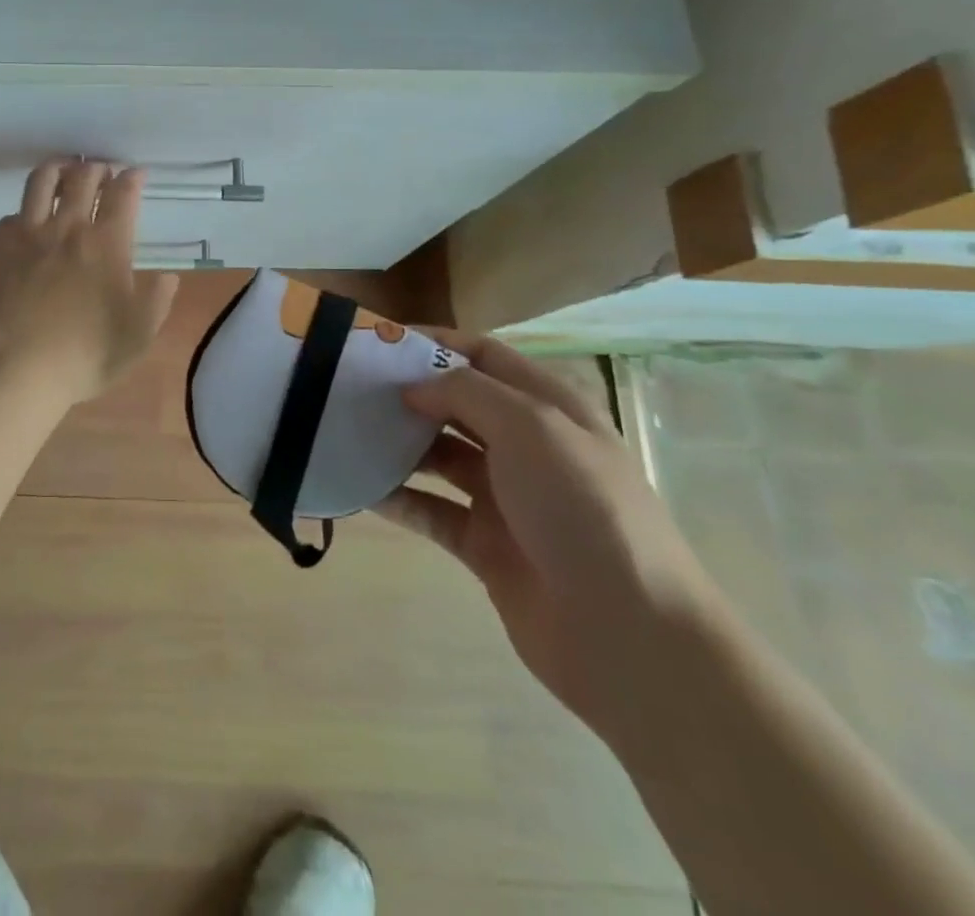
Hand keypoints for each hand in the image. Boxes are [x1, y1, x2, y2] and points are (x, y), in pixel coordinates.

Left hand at [0, 160, 180, 411]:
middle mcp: (67, 227)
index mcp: (107, 244)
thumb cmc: (83, 355)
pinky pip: (10, 215)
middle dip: (97, 168)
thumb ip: (156, 302)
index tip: (136, 173)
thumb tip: (167, 277)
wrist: (11, 367)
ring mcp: (27, 233)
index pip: (123, 195)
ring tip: (64, 170)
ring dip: (58, 169)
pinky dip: (23, 212)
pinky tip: (25, 222)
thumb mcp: (136, 337)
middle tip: (102, 172)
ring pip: (41, 181)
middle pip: (83, 178)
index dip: (132, 178)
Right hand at [377, 334, 718, 734]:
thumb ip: (465, 392)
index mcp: (549, 408)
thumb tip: (413, 388)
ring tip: (346, 432)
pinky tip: (359, 488)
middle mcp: (527, 447)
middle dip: (408, 393)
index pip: (484, 357)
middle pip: (456, 405)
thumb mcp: (530, 427)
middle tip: (350, 387)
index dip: (435, 343)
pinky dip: (397, 497)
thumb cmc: (582, 508)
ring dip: (397, 444)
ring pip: (438, 457)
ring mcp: (505, 498)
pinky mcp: (484, 545)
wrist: (628, 633)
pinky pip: (430, 510)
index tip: (380, 342)